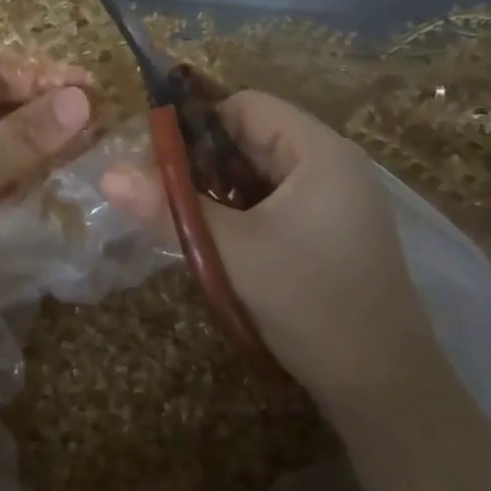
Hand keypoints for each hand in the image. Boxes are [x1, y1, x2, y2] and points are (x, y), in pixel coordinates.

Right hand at [103, 91, 444, 410]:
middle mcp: (333, 164)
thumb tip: (107, 174)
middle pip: (254, 137)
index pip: (246, 105)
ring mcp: (338, 199)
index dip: (197, 125)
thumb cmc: (309, 303)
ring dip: (221, 192)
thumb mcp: (230, 253)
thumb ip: (169, 209)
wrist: (382, 384)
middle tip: (166, 198)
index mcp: (319, 152)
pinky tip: (223, 243)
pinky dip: (244, 213)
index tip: (158, 162)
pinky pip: (277, 201)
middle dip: (205, 164)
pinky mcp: (334, 230)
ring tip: (189, 222)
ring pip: (261, 173)